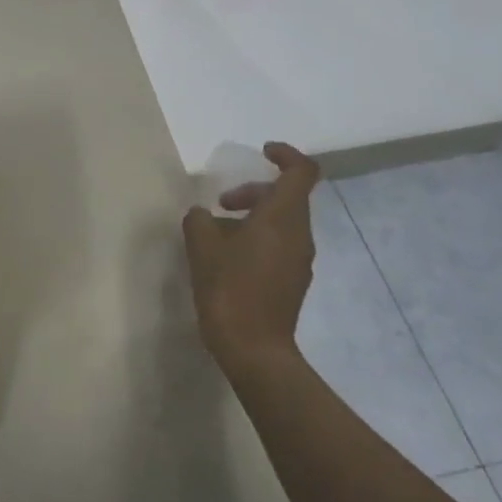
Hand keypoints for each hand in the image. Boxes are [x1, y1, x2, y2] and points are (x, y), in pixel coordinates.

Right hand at [181, 142, 320, 368]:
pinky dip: (257, 239)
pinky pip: (279, 245)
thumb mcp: (202, 247)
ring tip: (216, 235)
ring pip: (281, 223)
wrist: (254, 350)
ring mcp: (300, 261)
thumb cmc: (229, 290)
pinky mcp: (293, 282)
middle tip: (220, 204)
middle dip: (253, 192)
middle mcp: (300, 235)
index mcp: (283, 218)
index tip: (261, 152)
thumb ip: (200, 220)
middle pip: (286, 197)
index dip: (285, 155)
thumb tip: (202, 215)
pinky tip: (227, 259)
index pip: (301, 172)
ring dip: (252, 218)